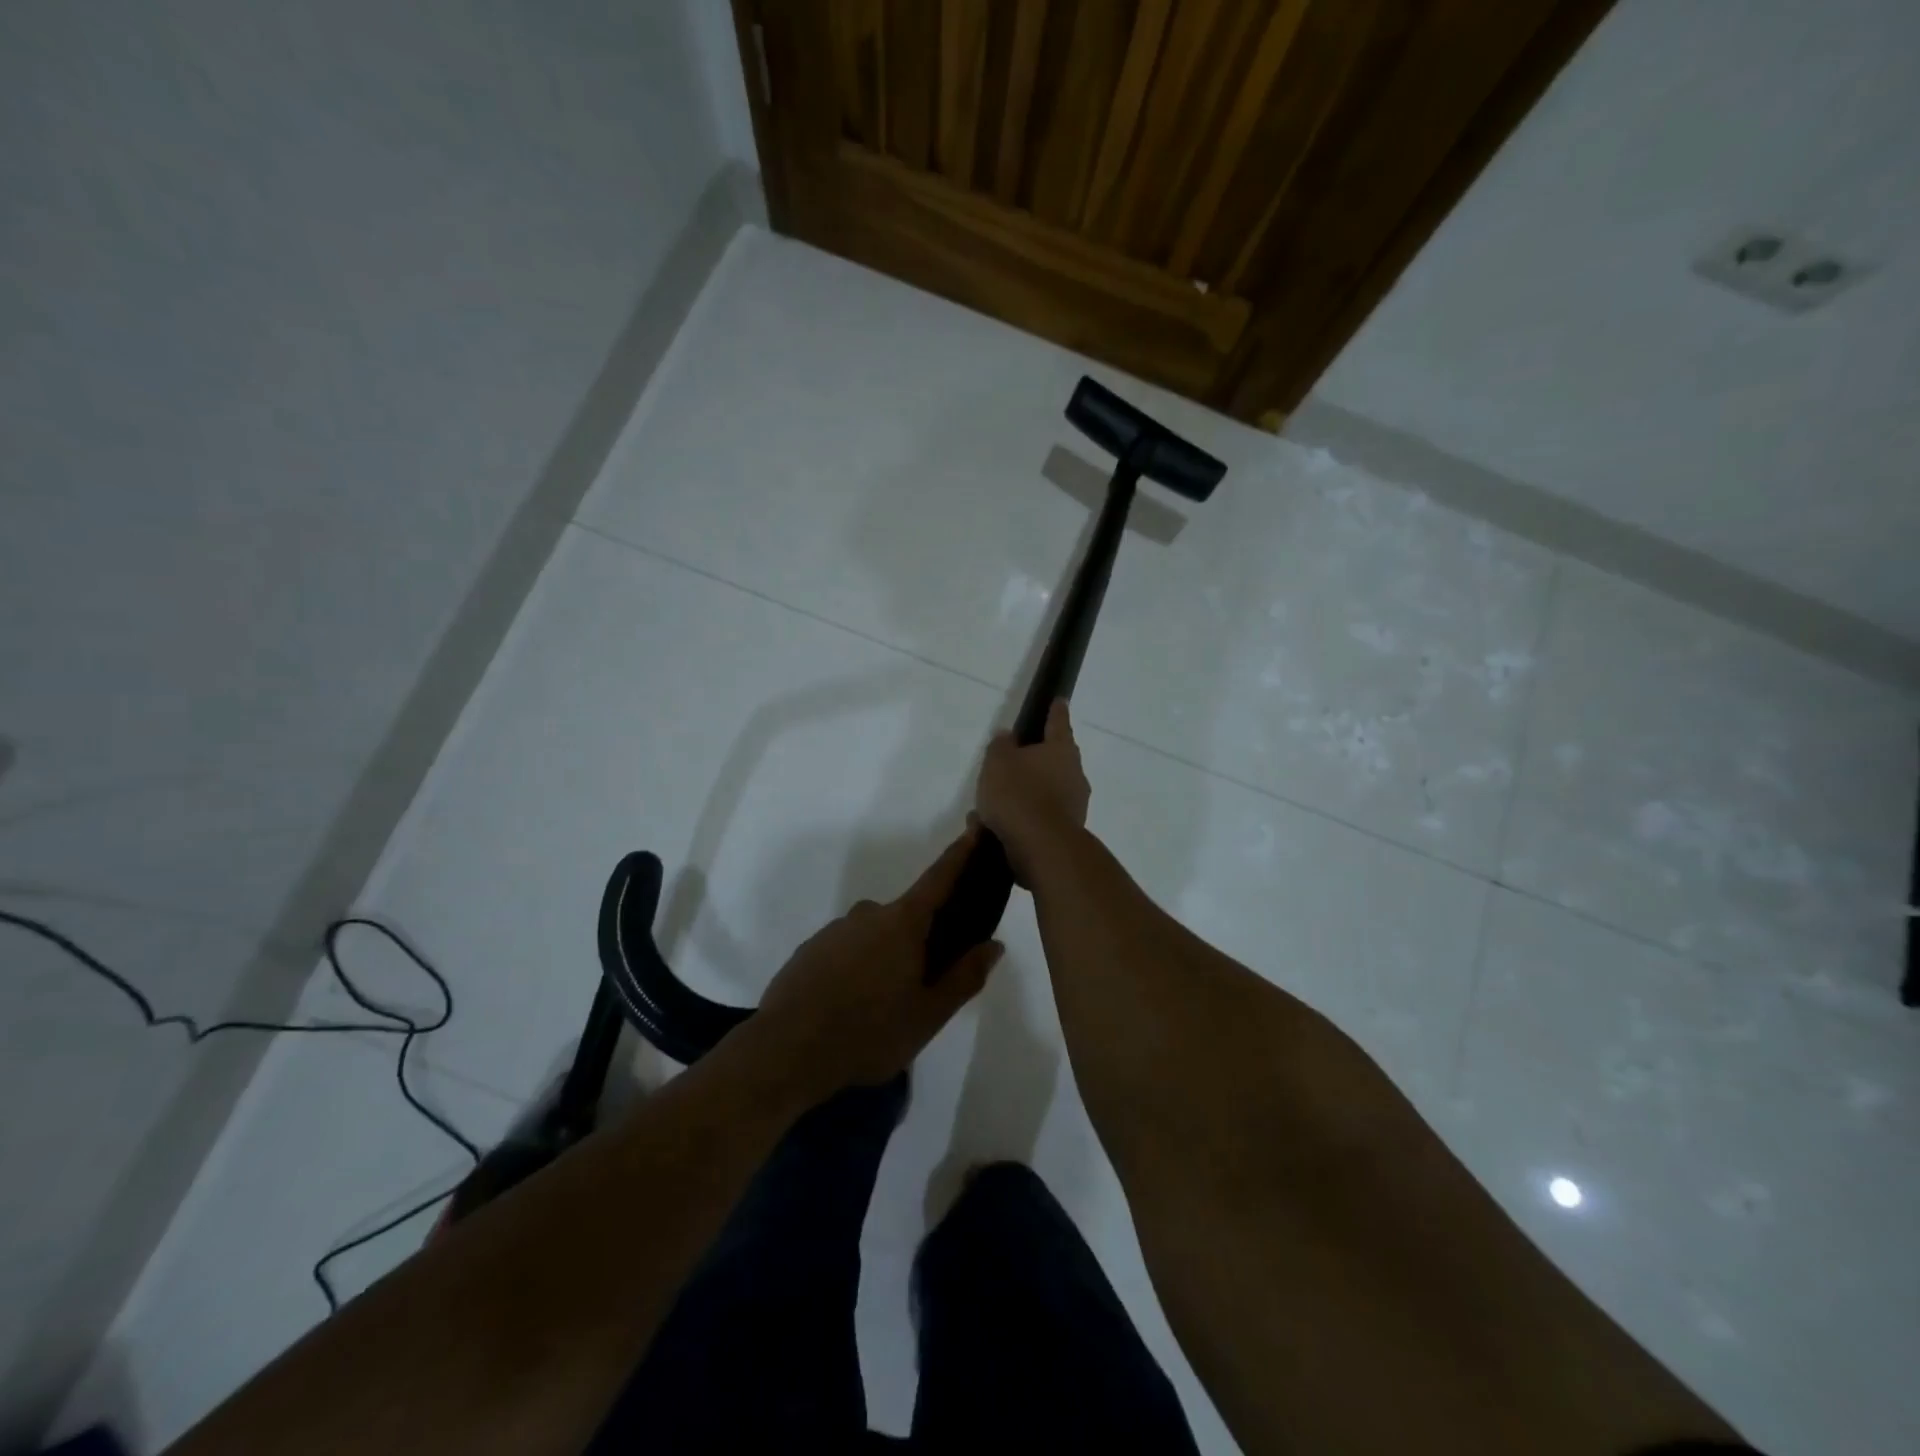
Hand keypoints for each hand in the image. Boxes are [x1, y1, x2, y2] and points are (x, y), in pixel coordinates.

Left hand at [755, 827, 1003, 1093]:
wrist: (786, 1051)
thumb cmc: (869, 1032)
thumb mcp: (929, 1014)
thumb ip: (964, 977)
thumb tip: (993, 945)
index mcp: (902, 923)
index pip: (939, 878)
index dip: (960, 854)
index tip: (975, 827)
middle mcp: (868, 914)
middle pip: (906, 918)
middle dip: (919, 942)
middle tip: (921, 987)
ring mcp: (834, 930)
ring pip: (874, 938)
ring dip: (884, 960)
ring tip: (880, 1009)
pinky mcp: (809, 950)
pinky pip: (845, 952)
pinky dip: (855, 970)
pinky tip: (850, 1007)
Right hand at [975, 699, 1090, 883]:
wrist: (1042, 848)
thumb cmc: (1019, 794)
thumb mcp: (998, 762)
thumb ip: (1001, 746)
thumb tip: (1008, 737)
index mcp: (1061, 750)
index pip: (1058, 722)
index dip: (1055, 711)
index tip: (1059, 700)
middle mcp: (1074, 774)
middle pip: (1056, 759)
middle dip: (1037, 758)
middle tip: (1015, 759)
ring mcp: (1075, 804)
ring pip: (1048, 790)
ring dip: (1027, 792)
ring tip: (996, 801)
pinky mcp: (1067, 832)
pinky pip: (1042, 816)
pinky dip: (1025, 816)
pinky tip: (1000, 825)